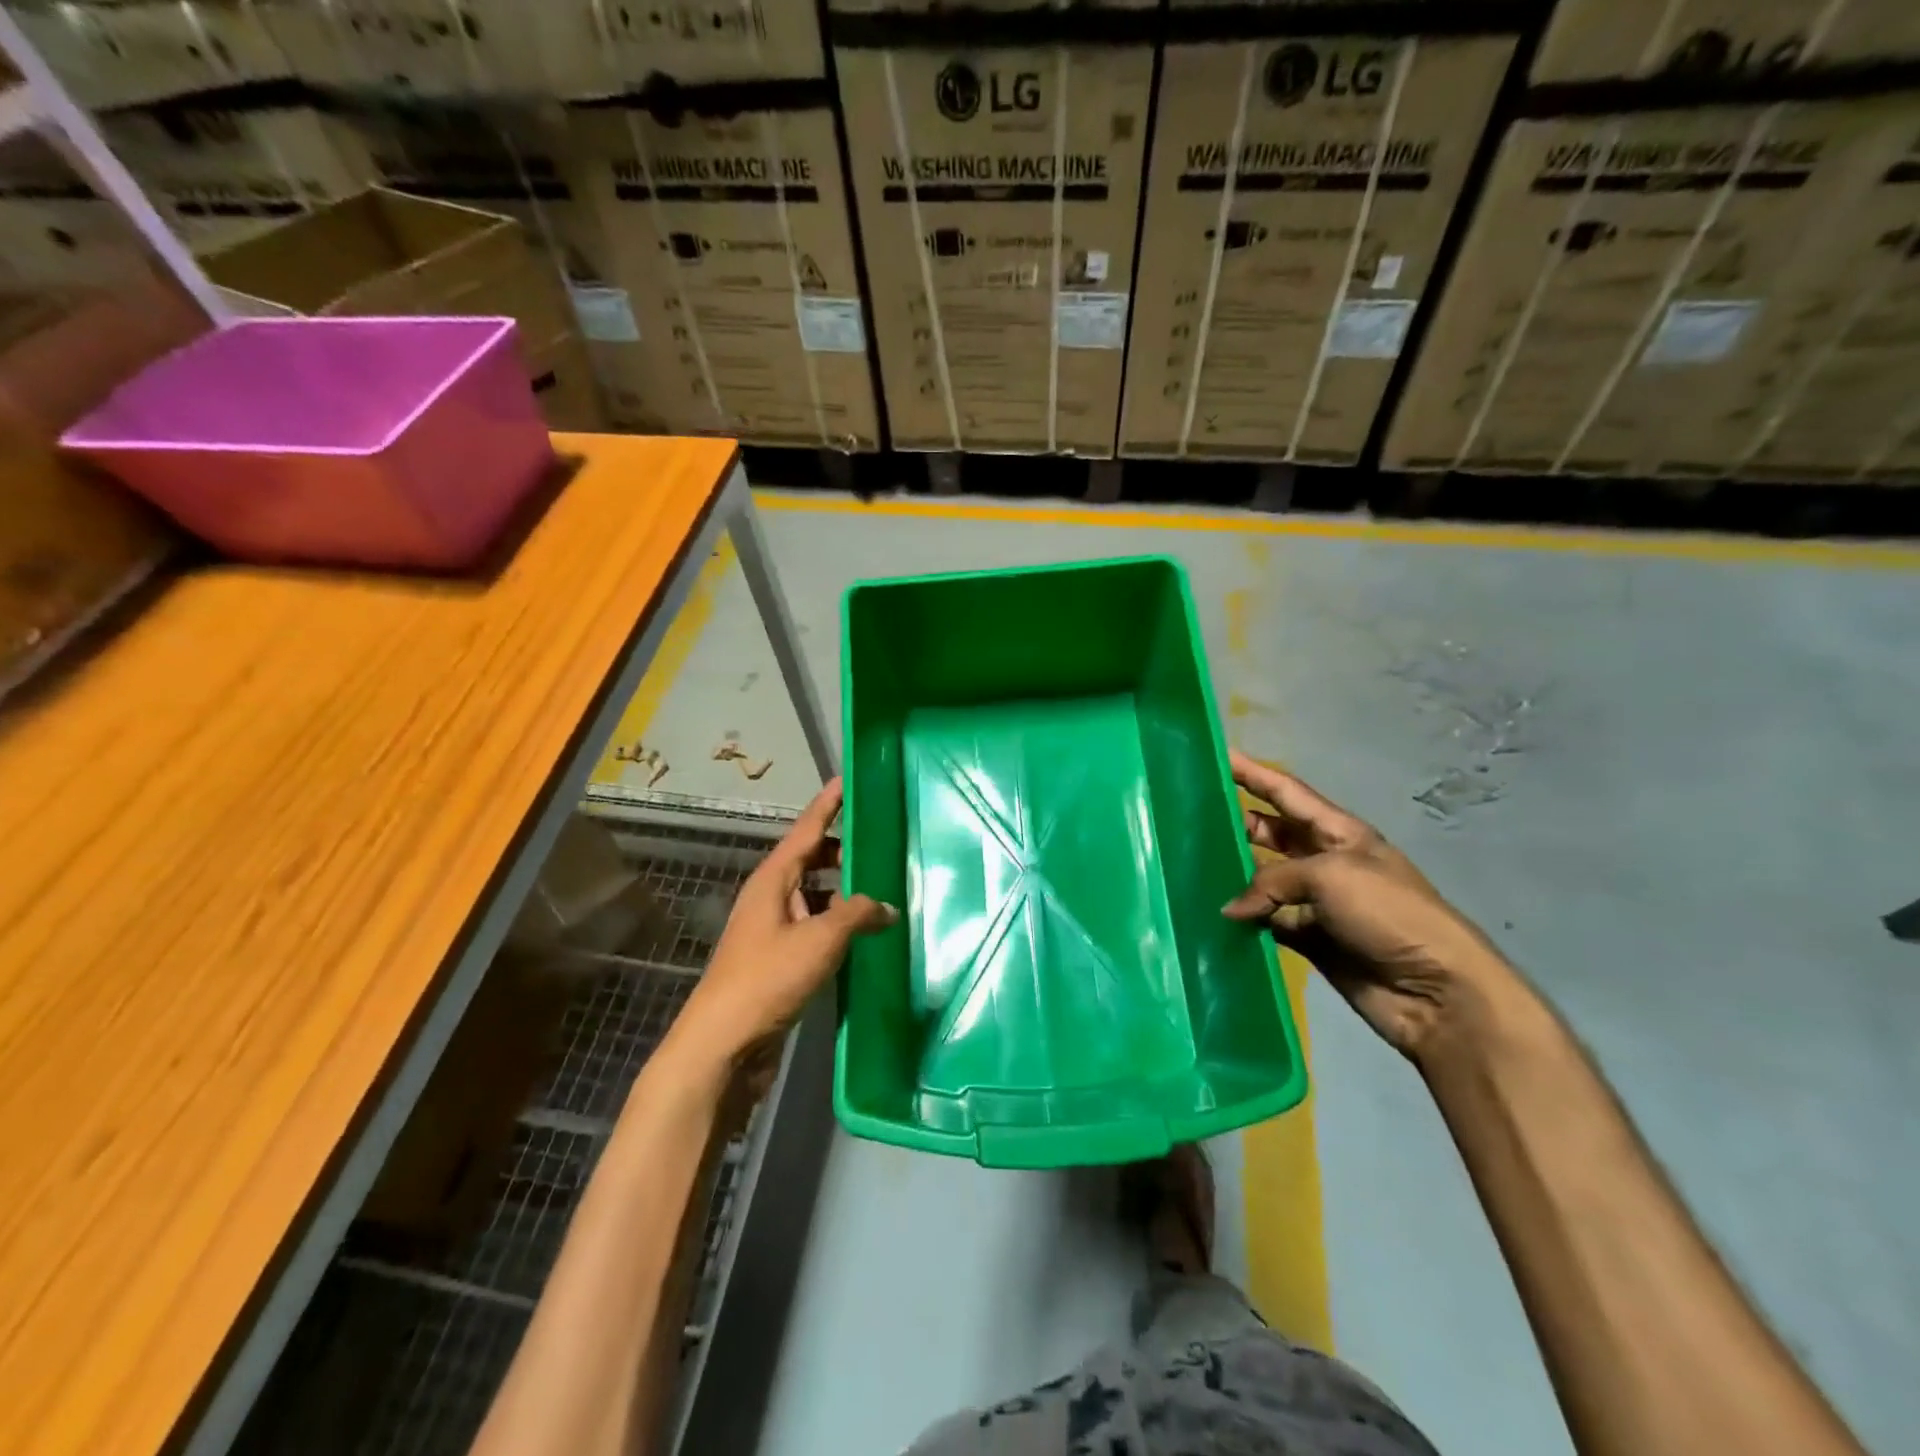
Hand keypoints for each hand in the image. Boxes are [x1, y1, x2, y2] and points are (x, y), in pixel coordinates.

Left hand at [672, 778, 895, 1069]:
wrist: (723, 1044)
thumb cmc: (767, 978)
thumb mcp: (819, 940)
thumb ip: (857, 915)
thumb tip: (886, 906)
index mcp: (773, 880)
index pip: (806, 830)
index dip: (828, 804)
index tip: (847, 780)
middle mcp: (772, 897)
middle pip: (812, 860)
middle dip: (844, 850)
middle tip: (883, 842)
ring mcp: (775, 929)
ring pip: (816, 896)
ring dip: (845, 891)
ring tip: (884, 887)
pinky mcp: (781, 959)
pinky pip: (816, 926)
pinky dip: (839, 924)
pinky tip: (866, 933)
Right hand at [1222, 750, 1515, 1061]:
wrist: (1435, 990)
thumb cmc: (1388, 913)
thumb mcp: (1330, 876)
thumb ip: (1271, 881)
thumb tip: (1231, 909)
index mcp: (1339, 833)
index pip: (1287, 792)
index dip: (1253, 773)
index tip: (1217, 756)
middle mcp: (1325, 861)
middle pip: (1272, 832)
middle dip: (1237, 821)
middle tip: (1191, 816)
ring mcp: (1317, 902)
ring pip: (1264, 879)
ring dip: (1235, 873)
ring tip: (1191, 866)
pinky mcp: (1310, 938)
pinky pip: (1268, 920)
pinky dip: (1246, 919)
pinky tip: (1216, 916)